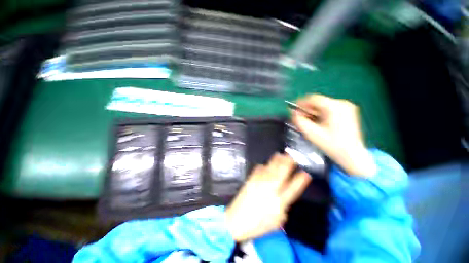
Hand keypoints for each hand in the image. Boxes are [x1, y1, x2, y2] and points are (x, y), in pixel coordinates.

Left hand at [225, 154, 310, 241]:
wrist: (236, 220)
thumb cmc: (258, 225)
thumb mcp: (276, 222)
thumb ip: (283, 208)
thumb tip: (284, 197)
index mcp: (279, 201)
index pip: (293, 188)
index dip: (300, 180)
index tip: (305, 173)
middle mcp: (270, 189)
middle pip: (281, 173)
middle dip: (288, 163)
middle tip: (292, 156)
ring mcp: (259, 182)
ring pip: (271, 168)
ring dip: (276, 160)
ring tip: (281, 154)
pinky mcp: (250, 179)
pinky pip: (258, 169)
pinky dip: (263, 166)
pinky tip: (265, 163)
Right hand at [292, 94, 375, 176]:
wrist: (351, 155)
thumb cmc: (331, 145)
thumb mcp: (311, 133)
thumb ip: (299, 121)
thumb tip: (292, 112)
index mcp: (334, 107)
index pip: (312, 98)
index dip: (300, 103)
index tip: (293, 111)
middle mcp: (342, 104)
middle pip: (318, 102)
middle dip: (306, 110)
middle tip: (300, 119)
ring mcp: (346, 107)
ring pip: (322, 106)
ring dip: (312, 113)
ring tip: (308, 122)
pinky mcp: (347, 112)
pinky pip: (328, 110)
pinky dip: (320, 115)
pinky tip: (317, 123)